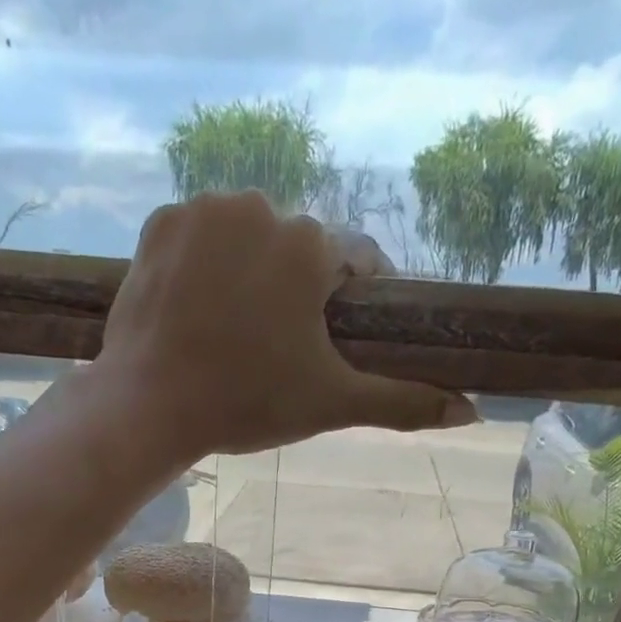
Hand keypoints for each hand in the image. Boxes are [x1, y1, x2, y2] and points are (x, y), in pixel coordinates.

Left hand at [93, 192, 476, 466]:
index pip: (356, 261)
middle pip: (297, 249)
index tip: (338, 333)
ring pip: (248, 236)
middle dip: (297, 290)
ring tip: (235, 329)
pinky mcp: (160, 222)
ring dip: (250, 271)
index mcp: (310, 248)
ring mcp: (204, 210)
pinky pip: (200, 235)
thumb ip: (402, 402)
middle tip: (277, 346)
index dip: (353, 299)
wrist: (150, 406)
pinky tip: (198, 307)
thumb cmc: (247, 403)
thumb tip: (470, 413)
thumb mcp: (331, 404)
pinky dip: (205, 263)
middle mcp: (261, 208)